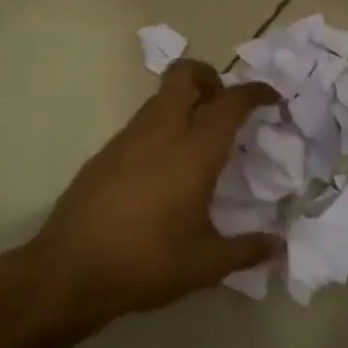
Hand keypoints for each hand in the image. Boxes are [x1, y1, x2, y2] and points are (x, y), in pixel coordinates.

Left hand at [30, 60, 279, 326]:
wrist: (70, 272)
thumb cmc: (147, 261)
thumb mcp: (206, 263)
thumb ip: (247, 250)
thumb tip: (278, 247)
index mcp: (194, 150)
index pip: (231, 102)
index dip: (255, 93)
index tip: (271, 99)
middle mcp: (161, 132)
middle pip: (184, 75)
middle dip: (209, 78)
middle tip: (224, 107)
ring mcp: (127, 139)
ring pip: (159, 99)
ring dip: (183, 104)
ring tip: (197, 143)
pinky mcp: (103, 154)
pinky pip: (140, 125)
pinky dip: (160, 129)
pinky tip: (163, 171)